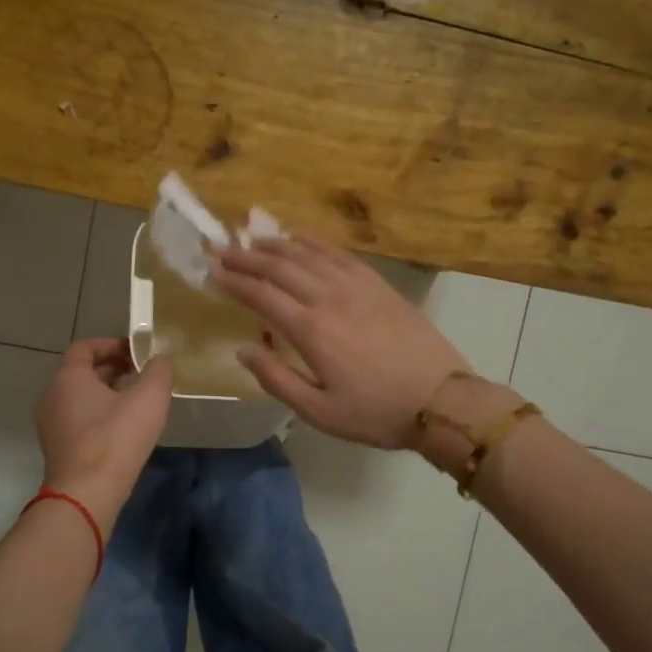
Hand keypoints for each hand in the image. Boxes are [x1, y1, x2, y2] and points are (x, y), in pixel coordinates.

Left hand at [35, 338, 172, 523]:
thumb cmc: (116, 438)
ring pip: (79, 398)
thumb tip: (160, 360)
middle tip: (141, 374)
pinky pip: (77, 420)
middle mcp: (52, 396)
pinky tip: (122, 429)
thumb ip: (159, 372)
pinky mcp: (56, 448)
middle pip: (81, 372)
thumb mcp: (150, 398)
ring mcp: (50, 424)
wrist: (87, 493)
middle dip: (112, 369)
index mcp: (69, 377)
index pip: (85, 347)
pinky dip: (98, 415)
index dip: (112, 344)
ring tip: (136, 401)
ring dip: (106, 393)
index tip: (136, 352)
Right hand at [211, 237, 471, 448]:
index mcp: (311, 330)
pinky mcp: (379, 285)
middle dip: (247, 257)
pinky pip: (341, 254)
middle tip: (222, 250)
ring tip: (254, 239)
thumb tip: (244, 350)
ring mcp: (358, 287)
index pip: (261, 295)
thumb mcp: (319, 411)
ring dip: (278, 244)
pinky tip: (303, 239)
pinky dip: (316, 242)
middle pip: (280, 267)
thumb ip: (277, 379)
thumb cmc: (375, 412)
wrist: (441, 401)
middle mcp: (330, 298)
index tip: (210, 272)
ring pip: (309, 254)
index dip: (233, 281)